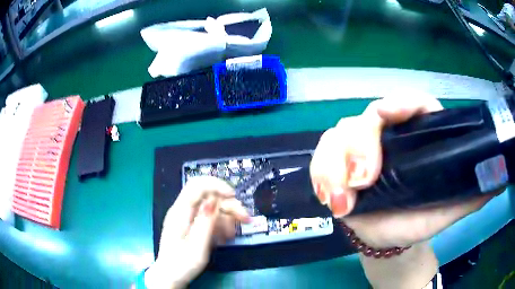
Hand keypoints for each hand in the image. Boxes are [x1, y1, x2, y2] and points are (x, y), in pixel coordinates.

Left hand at [145, 176, 249, 288]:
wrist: (171, 276)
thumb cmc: (182, 264)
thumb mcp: (196, 246)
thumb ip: (205, 222)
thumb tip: (214, 199)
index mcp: (180, 212)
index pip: (197, 185)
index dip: (216, 185)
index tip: (233, 196)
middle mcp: (183, 211)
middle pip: (208, 196)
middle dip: (228, 204)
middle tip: (245, 218)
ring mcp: (188, 218)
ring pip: (212, 207)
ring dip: (227, 217)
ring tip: (231, 235)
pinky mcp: (193, 226)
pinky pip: (210, 218)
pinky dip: (221, 225)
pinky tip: (224, 238)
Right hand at [310, 96, 498, 287]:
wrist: (392, 237)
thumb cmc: (421, 219)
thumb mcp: (449, 207)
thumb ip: (473, 192)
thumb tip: (500, 179)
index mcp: (418, 136)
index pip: (412, 104)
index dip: (400, 103)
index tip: (387, 113)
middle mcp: (388, 135)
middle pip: (366, 119)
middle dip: (359, 145)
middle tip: (361, 181)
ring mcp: (359, 149)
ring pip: (337, 135)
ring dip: (333, 164)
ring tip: (340, 199)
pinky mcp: (338, 166)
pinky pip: (320, 158)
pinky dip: (320, 174)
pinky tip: (328, 197)